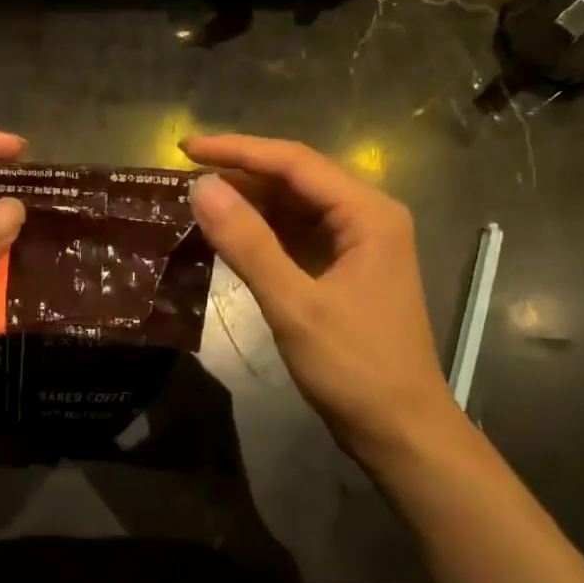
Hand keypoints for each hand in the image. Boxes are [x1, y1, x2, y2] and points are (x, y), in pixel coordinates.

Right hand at [182, 134, 463, 463]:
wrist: (401, 433)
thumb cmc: (355, 367)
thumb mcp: (294, 304)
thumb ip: (247, 243)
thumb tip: (200, 187)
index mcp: (367, 213)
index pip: (294, 162)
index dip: (236, 151)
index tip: (184, 149)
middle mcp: (366, 216)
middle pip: (295, 179)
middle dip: (240, 175)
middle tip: (183, 177)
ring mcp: (356, 243)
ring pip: (293, 206)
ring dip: (247, 203)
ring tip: (196, 202)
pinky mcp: (343, 268)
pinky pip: (295, 234)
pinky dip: (260, 232)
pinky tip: (227, 234)